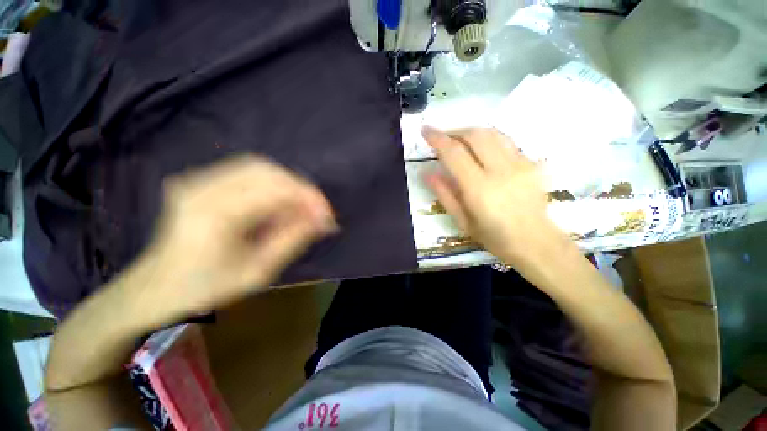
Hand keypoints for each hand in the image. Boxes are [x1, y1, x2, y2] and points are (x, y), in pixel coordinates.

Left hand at [136, 155, 336, 317]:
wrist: (157, 286)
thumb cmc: (207, 287)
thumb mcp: (259, 271)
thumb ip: (294, 239)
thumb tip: (324, 221)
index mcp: (215, 215)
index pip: (275, 190)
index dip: (309, 199)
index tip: (328, 216)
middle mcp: (203, 187)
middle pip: (268, 171)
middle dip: (301, 189)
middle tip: (318, 211)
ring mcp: (198, 179)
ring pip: (259, 167)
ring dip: (289, 185)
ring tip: (302, 207)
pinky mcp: (199, 179)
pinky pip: (247, 171)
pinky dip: (273, 183)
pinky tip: (280, 202)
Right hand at [422, 126, 567, 269]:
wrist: (535, 242)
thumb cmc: (494, 237)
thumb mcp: (462, 221)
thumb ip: (444, 194)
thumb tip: (427, 173)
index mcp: (479, 188)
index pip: (454, 153)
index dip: (437, 138)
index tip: (425, 130)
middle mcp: (500, 170)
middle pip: (475, 135)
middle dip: (454, 131)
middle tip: (442, 137)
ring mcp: (519, 164)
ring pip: (492, 133)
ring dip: (471, 132)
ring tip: (459, 140)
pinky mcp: (531, 163)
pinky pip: (505, 141)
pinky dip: (488, 139)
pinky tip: (481, 149)